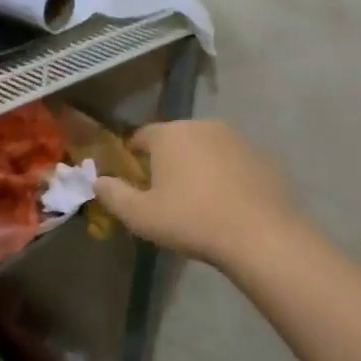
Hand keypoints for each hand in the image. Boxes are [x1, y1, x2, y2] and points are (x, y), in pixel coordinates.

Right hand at [92, 120, 302, 268]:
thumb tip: (97, 181)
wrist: (261, 235)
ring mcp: (236, 139)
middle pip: (175, 139)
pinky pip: (233, 161)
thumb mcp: (140, 215)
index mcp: (169, 134)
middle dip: (167, 160)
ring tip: (197, 199)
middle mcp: (202, 125)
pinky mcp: (262, 156)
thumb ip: (113, 195)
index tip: (133, 179)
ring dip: (197, 166)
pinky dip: (225, 175)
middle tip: (164, 192)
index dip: (133, 156)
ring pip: (205, 148)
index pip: (141, 136)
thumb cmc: (191, 220)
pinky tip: (227, 203)